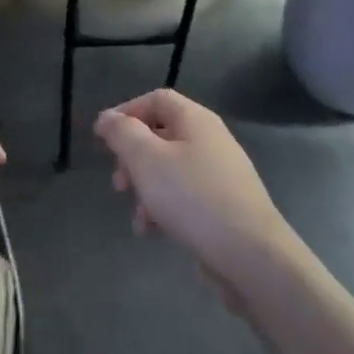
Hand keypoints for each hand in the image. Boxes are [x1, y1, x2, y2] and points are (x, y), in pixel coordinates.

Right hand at [95, 90, 293, 291]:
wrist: (249, 254)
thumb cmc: (192, 197)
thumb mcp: (146, 159)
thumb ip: (122, 133)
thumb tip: (107, 117)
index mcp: (195, 120)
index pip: (156, 99)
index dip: (126, 112)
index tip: (103, 137)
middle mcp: (210, 140)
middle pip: (160, 135)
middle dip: (132, 158)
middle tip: (118, 182)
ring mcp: (219, 174)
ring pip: (169, 170)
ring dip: (145, 188)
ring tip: (136, 215)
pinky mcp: (222, 205)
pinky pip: (184, 196)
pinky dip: (163, 207)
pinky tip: (152, 231)